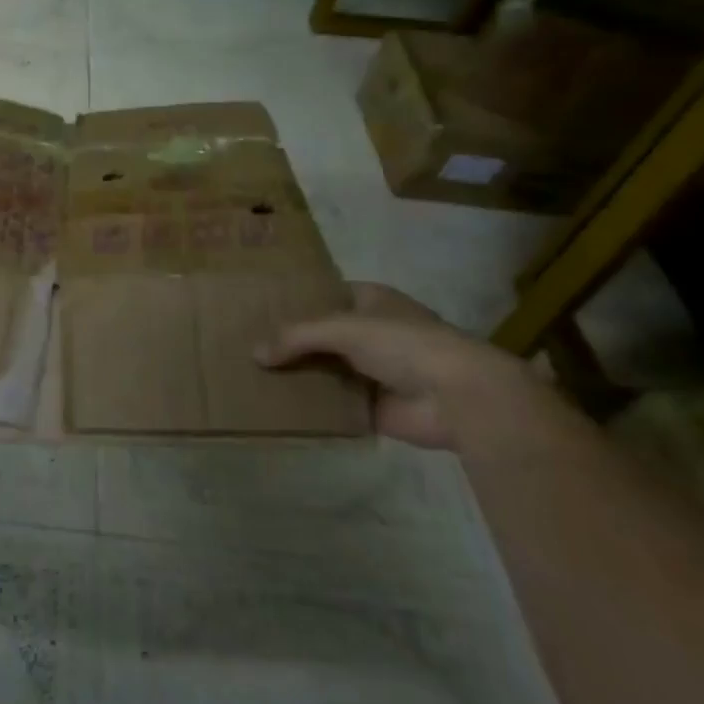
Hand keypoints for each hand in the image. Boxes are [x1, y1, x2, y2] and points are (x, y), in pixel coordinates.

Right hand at [255, 283, 536, 447]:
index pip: (324, 295)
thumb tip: (255, 354)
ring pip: (325, 369)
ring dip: (298, 375)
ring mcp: (374, 371)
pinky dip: (311, 406)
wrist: (459, 397)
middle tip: (244, 344)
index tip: (257, 307)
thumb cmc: (405, 344)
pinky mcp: (374, 408)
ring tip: (251, 375)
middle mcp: (372, 332)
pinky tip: (276, 406)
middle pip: (321, 335)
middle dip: (290, 341)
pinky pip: (333, 404)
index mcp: (371, 301)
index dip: (294, 300)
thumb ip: (296, 337)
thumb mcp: (343, 327)